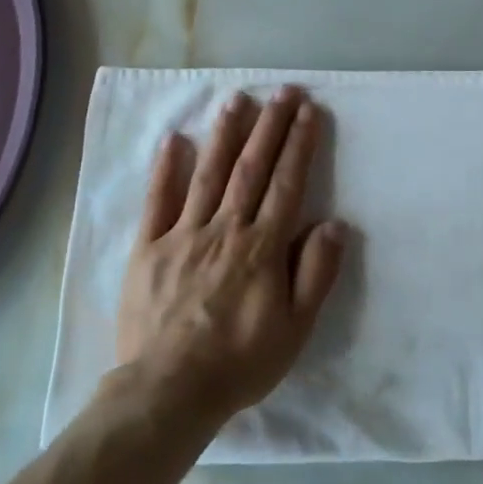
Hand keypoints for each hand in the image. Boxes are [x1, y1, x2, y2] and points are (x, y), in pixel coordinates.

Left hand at [115, 87, 346, 424]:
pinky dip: (165, 170)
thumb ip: (316, 272)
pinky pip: (158, 203)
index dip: (299, 144)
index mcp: (262, 246)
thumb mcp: (296, 328)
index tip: (308, 110)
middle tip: (282, 91)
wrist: (168, 392)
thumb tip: (334, 223)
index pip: (286, 183)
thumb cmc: (241, 361)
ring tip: (236, 100)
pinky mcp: (148, 250)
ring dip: (225, 135)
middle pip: (251, 168)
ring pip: (208, 175)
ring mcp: (183, 235)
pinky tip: (173, 140)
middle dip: (270, 126)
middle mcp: (225, 229)